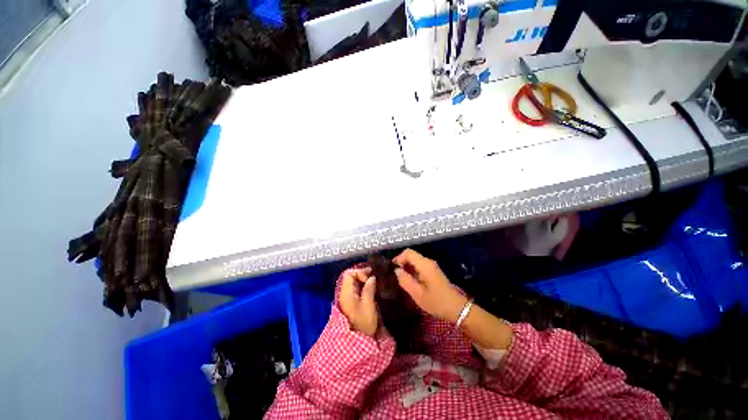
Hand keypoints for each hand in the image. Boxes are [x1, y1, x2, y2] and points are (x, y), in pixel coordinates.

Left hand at [339, 268, 378, 336]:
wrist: (357, 342)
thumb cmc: (362, 324)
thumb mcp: (368, 306)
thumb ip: (369, 289)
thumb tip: (372, 277)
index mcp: (346, 293)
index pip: (348, 274)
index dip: (359, 272)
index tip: (369, 278)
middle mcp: (345, 293)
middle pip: (351, 276)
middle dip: (363, 275)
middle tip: (375, 278)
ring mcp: (347, 298)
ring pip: (354, 282)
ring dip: (364, 281)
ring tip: (375, 283)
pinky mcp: (351, 302)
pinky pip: (356, 289)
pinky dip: (363, 286)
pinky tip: (372, 290)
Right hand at [394, 249, 467, 323]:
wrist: (457, 309)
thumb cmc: (437, 302)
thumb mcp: (418, 294)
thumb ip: (405, 281)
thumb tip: (397, 270)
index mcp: (425, 265)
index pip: (408, 252)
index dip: (399, 258)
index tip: (393, 269)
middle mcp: (428, 262)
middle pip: (411, 255)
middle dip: (402, 262)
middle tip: (395, 275)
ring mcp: (432, 266)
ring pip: (415, 260)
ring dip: (407, 267)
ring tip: (401, 279)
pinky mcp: (433, 271)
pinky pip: (419, 265)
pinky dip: (412, 270)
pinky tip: (410, 281)